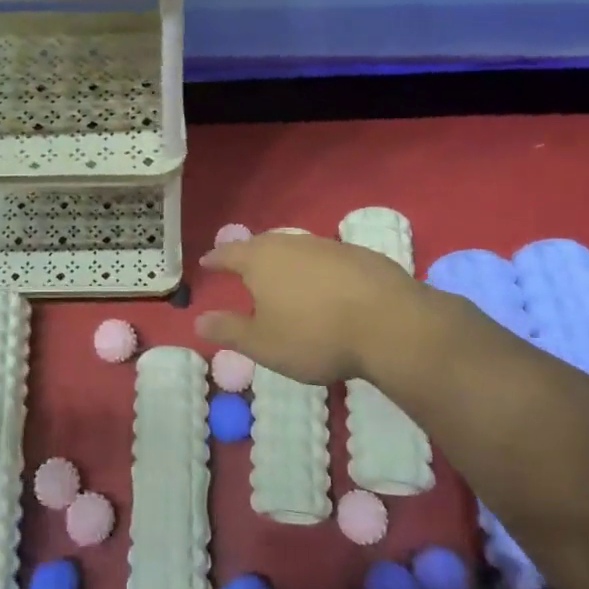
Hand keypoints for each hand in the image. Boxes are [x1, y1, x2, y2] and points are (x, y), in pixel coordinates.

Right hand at [195, 232, 460, 386]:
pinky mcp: (359, 254)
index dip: (215, 259)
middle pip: (262, 245)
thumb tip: (198, 321)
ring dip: (285, 261)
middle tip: (243, 268)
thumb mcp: (264, 344)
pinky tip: (325, 287)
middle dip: (249, 256)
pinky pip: (326, 258)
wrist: (390, 323)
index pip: (228, 254)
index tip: (206, 263)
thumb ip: (229, 331)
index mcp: (260, 260)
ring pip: (296, 248)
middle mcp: (290, 243)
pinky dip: (317, 270)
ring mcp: (327, 245)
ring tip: (282, 278)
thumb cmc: (315, 335)